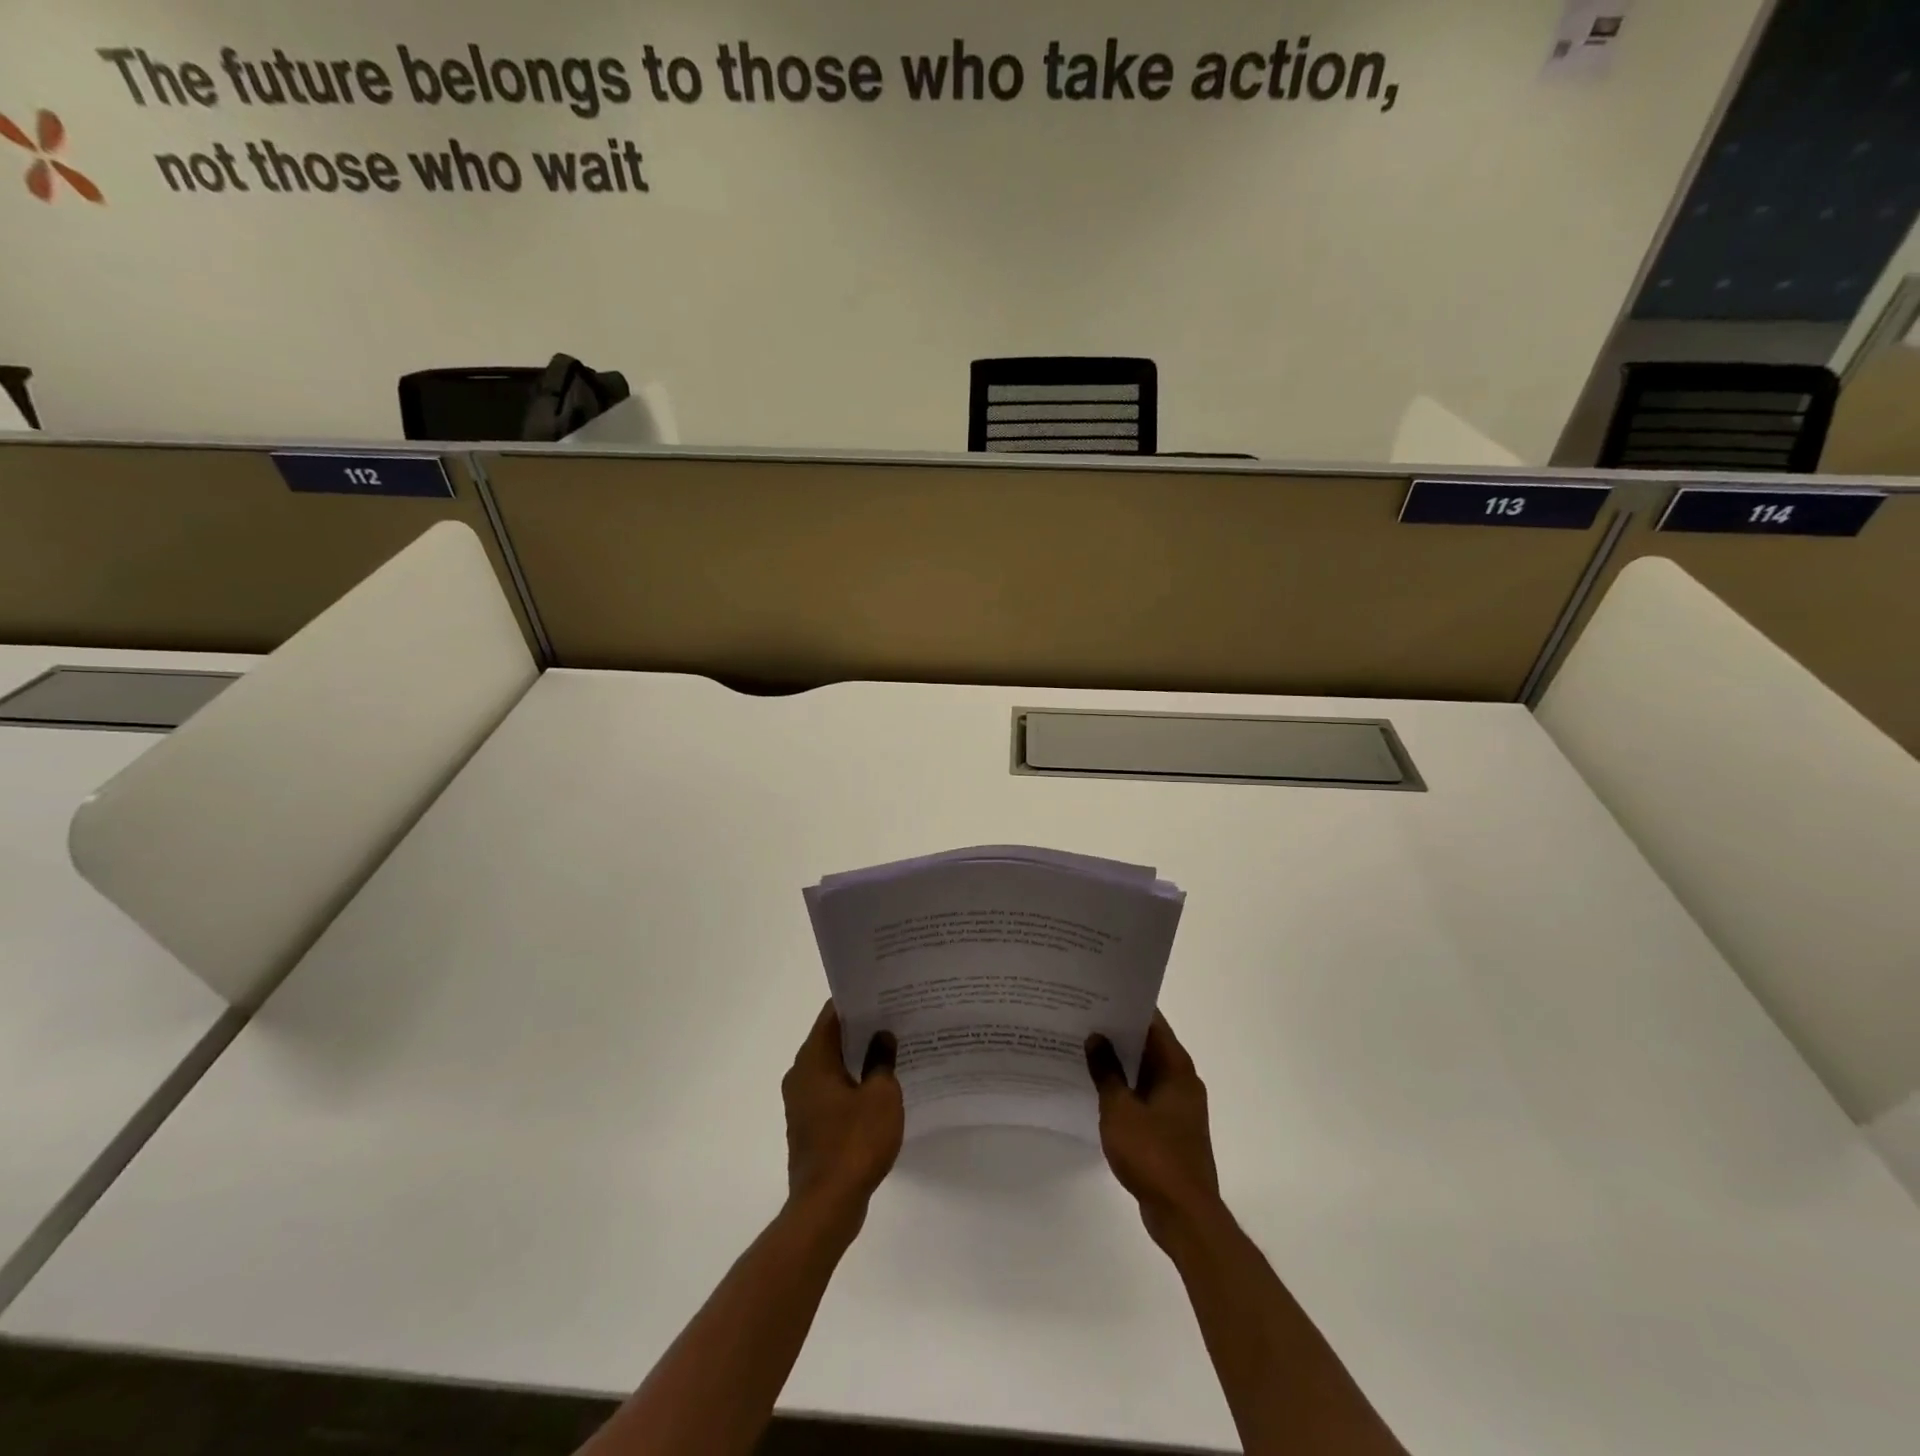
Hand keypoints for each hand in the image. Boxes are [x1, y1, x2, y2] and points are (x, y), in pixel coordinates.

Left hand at [782, 1002, 903, 1229]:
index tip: (884, 993)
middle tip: (896, 1016)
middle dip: (862, 1028)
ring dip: (858, 1058)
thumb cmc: (854, 1143)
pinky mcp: (809, 1125)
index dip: (859, 1000)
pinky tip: (881, 1087)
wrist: (826, 1207)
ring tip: (893, 1048)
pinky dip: (853, 1083)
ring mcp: (802, 1102)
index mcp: (813, 1059)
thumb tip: (882, 1036)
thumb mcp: (881, 1096)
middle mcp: (801, 1074)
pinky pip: (833, 1091)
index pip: (833, 1014)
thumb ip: (882, 1060)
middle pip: (831, 1038)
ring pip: (832, 1066)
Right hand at [1087, 1012, 1220, 1251]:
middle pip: (1149, 1044)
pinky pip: (1145, 1095)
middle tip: (1082, 1017)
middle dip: (1118, 1032)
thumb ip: (1106, 1071)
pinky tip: (1097, 1088)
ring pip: (1145, 1071)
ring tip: (1083, 1047)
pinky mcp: (1171, 1129)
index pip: (1152, 1022)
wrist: (1184, 1215)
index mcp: (1176, 1067)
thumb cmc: (1153, 1154)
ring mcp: (1178, 1106)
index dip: (1126, 1005)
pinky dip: (1125, 1088)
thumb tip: (1096, 1037)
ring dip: (1120, 1062)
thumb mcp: (1120, 1109)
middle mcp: (1182, 1080)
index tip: (1097, 994)